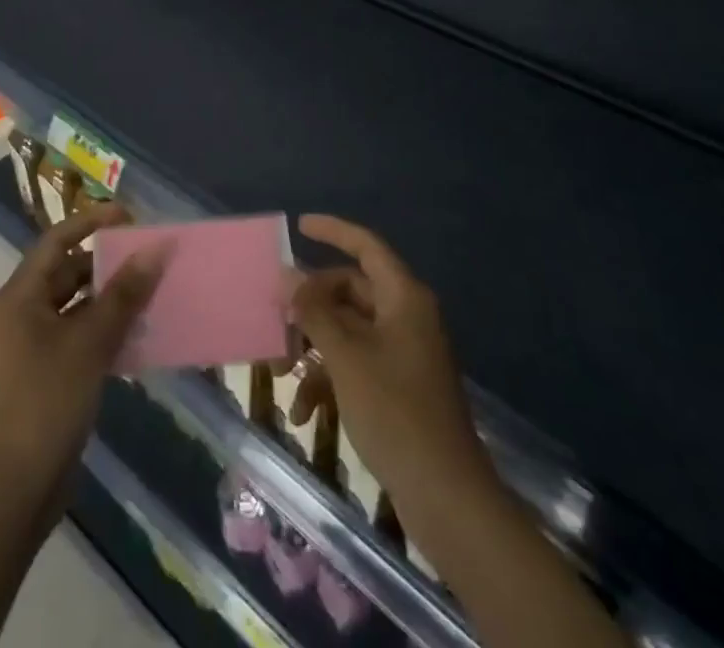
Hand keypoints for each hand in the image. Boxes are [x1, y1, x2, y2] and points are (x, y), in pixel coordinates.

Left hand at [0, 206, 167, 503]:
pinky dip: (104, 328)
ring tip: (150, 292)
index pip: (57, 241)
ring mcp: (31, 344)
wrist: (17, 489)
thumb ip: (124, 293)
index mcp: (19, 296)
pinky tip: (137, 333)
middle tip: (147, 257)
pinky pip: (78, 334)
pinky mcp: (45, 372)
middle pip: (67, 272)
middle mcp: (21, 312)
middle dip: (107, 263)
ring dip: (110, 298)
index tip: (129, 216)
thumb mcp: (90, 342)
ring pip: (75, 305)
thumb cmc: (48, 402)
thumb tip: (156, 249)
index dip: (91, 222)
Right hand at [290, 214, 491, 504]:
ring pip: (349, 330)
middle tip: (276, 318)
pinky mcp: (398, 386)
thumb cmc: (395, 412)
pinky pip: (357, 364)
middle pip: (351, 290)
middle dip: (311, 305)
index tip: (299, 226)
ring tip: (281, 373)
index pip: (366, 246)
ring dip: (314, 347)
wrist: (446, 496)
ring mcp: (403, 352)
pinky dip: (329, 380)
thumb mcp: (345, 357)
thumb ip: (314, 312)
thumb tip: (287, 275)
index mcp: (404, 298)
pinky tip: (303, 412)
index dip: (333, 230)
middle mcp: (406, 316)